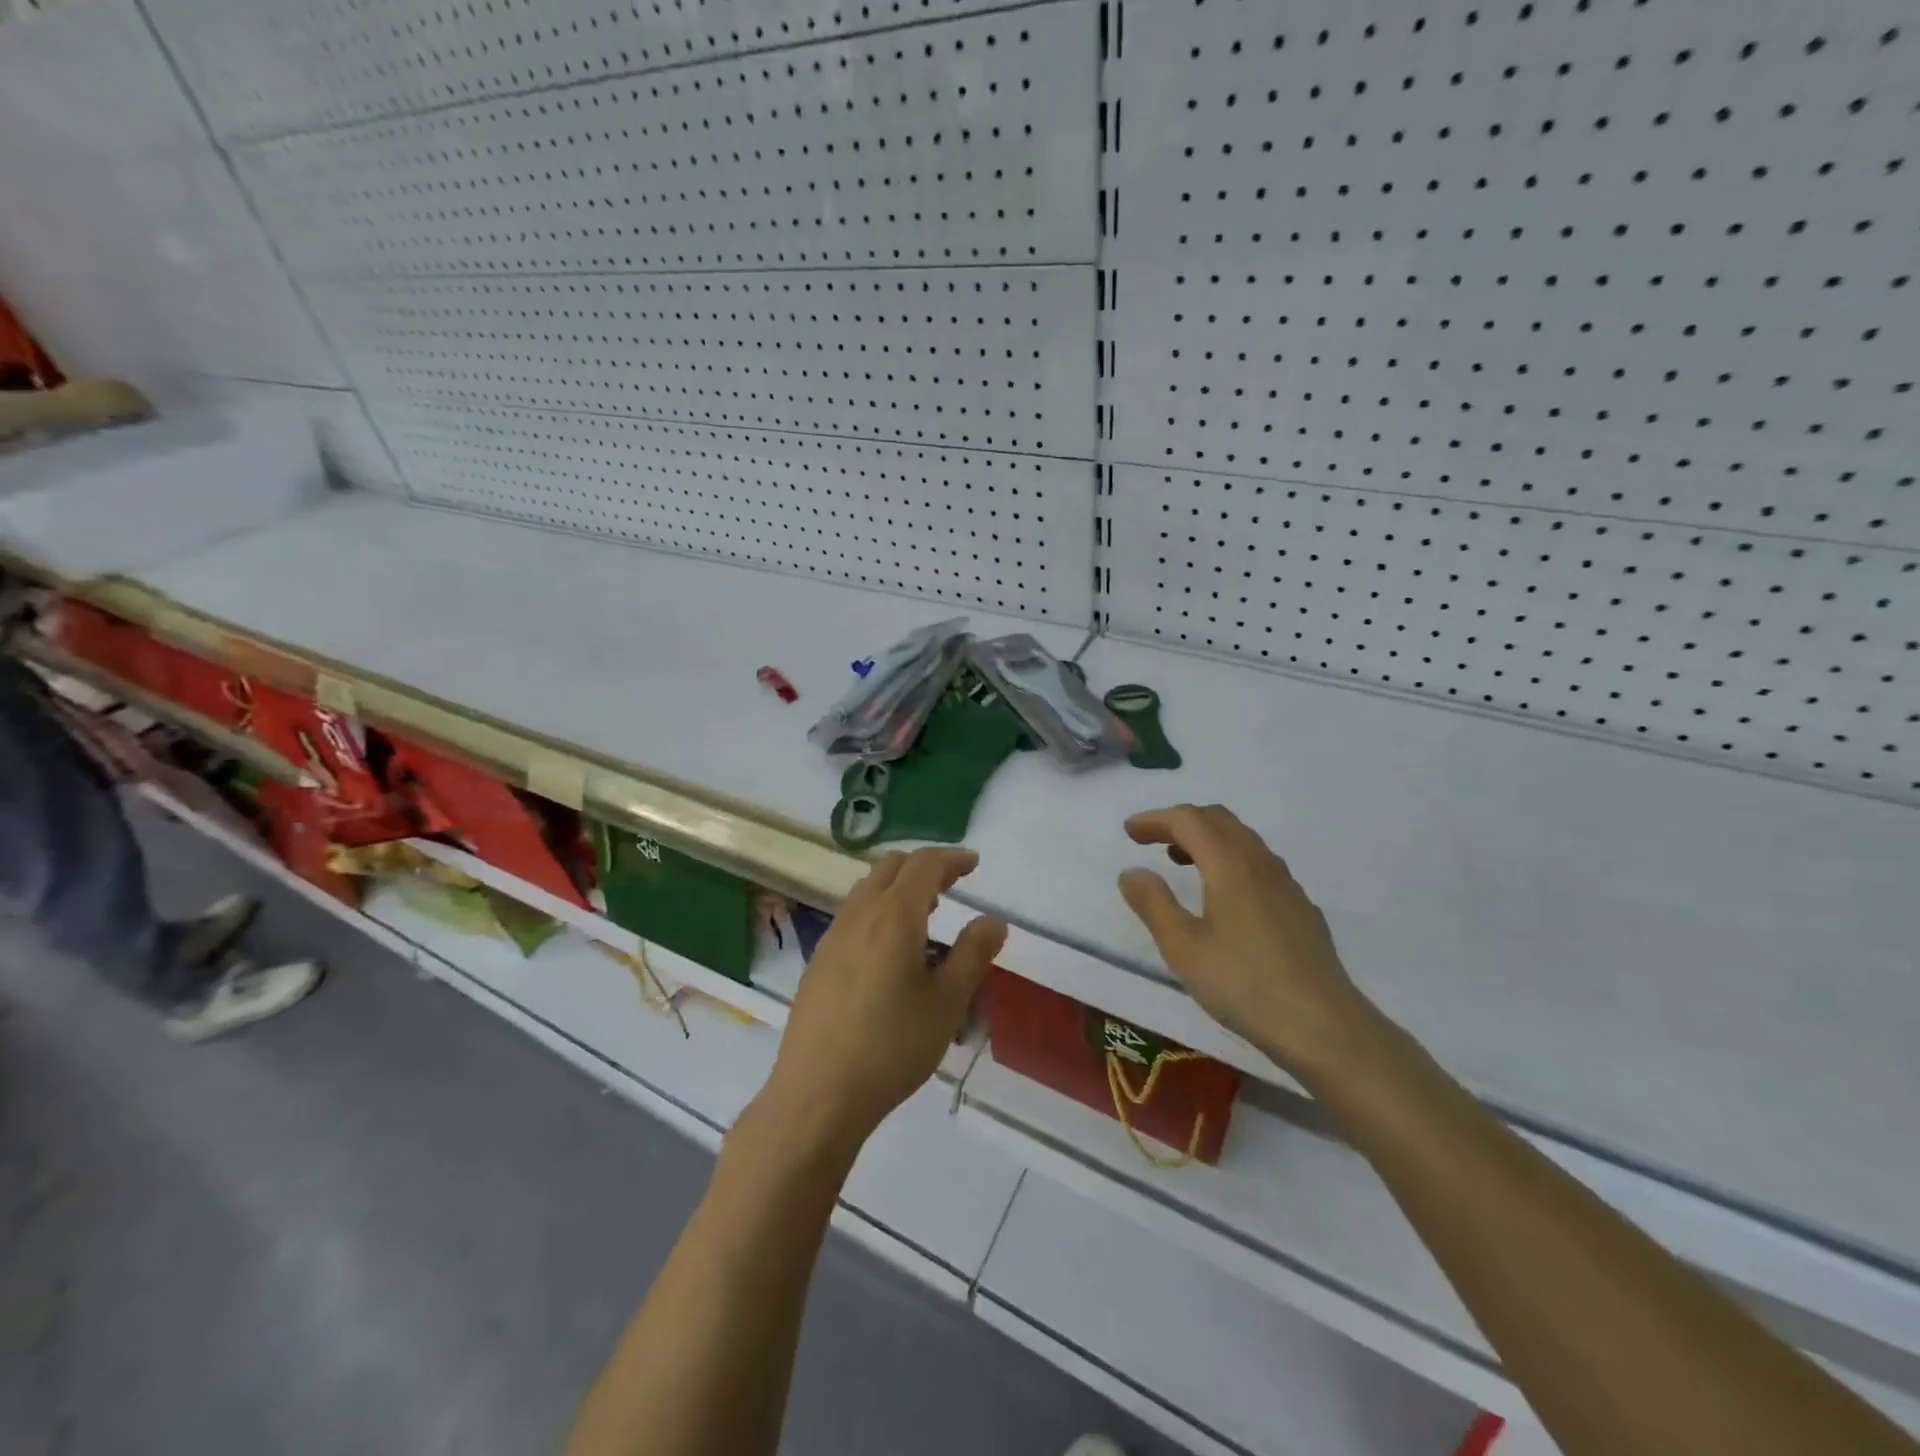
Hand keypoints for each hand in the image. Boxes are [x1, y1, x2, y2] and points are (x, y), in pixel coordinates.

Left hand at [764, 848, 1006, 1152]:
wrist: (817, 1094)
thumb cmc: (892, 1046)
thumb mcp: (947, 1002)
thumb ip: (973, 954)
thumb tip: (993, 920)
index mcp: (894, 915)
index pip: (925, 865)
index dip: (952, 858)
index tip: (973, 863)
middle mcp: (859, 915)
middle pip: (890, 868)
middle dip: (924, 868)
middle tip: (952, 886)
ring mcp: (832, 938)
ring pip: (867, 891)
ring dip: (899, 890)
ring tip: (926, 918)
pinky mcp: (818, 963)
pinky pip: (854, 918)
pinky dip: (879, 913)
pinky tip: (892, 955)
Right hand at [1118, 804, 1378, 1076]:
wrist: (1323, 1026)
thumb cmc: (1244, 984)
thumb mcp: (1183, 947)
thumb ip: (1153, 904)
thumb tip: (1132, 872)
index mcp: (1229, 864)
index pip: (1188, 820)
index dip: (1155, 820)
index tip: (1129, 832)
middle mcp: (1260, 863)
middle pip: (1218, 820)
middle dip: (1181, 822)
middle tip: (1151, 841)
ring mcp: (1286, 885)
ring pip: (1242, 840)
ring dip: (1207, 839)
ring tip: (1180, 863)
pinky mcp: (1300, 908)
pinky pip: (1259, 864)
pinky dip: (1230, 860)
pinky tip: (1223, 897)